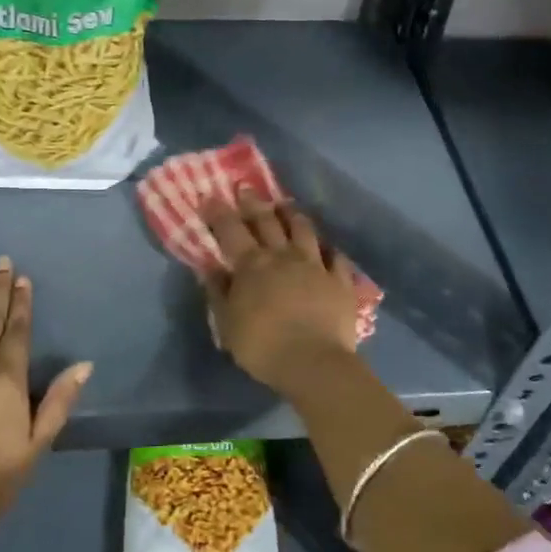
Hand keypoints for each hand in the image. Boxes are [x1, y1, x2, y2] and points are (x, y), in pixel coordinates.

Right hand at [204, 190, 359, 393]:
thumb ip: (219, 292)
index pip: (231, 230)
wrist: (314, 363)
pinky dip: (330, 249)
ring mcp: (315, 266)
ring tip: (286, 205)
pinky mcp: (341, 281)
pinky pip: (336, 258)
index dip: (219, 212)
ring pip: (304, 231)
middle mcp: (284, 256)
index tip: (211, 196)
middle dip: (254, 203)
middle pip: (267, 222)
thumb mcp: (227, 324)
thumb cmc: (262, 346)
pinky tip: (328, 247)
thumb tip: (210, 268)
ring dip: (293, 215)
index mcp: (252, 265)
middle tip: (246, 188)